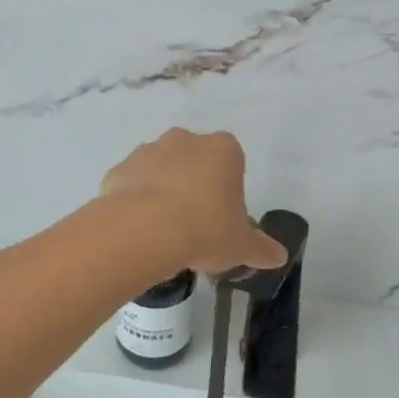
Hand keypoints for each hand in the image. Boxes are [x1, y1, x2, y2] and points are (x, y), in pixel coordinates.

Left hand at [100, 129, 286, 277]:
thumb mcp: (241, 246)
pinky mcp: (119, 169)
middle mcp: (185, 140)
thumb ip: (261, 249)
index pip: (232, 161)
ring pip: (161, 169)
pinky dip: (135, 202)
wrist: (143, 230)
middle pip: (195, 160)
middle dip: (195, 185)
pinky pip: (132, 184)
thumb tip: (279, 257)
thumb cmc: (205, 230)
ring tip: (164, 232)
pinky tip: (138, 231)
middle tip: (195, 224)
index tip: (223, 217)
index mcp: (223, 150)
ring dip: (163, 191)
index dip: (228, 189)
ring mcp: (148, 151)